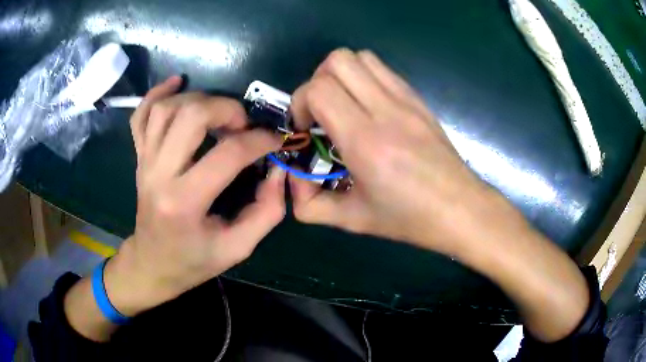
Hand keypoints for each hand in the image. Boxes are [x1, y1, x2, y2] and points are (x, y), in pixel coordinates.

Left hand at [105, 76, 285, 315]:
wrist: (152, 263)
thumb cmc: (193, 260)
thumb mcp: (238, 248)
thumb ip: (267, 211)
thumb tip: (278, 170)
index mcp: (184, 202)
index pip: (228, 154)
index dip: (260, 141)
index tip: (276, 142)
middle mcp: (158, 174)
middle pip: (191, 116)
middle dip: (227, 109)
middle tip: (243, 125)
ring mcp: (144, 161)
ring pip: (167, 108)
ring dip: (198, 99)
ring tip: (218, 113)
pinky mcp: (138, 156)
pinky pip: (141, 114)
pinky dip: (157, 93)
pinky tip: (177, 83)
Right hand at [290, 50, 589, 341]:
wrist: (460, 209)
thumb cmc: (409, 218)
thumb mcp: (352, 220)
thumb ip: (309, 205)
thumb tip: (292, 179)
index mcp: (366, 141)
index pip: (319, 90)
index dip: (301, 103)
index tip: (307, 129)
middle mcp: (386, 110)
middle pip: (336, 61)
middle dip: (316, 83)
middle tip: (321, 114)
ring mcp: (406, 99)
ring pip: (360, 57)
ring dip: (340, 75)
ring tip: (342, 105)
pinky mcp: (417, 98)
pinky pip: (382, 68)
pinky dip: (363, 77)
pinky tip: (367, 107)